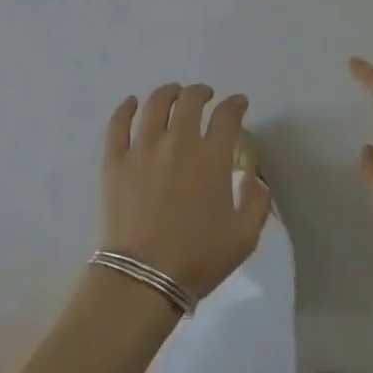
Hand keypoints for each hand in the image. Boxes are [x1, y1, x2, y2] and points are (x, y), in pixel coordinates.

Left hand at [101, 84, 271, 301]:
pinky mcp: (115, 160)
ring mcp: (142, 148)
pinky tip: (131, 103)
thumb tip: (254, 176)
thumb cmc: (198, 259)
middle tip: (205, 97)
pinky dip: (125, 108)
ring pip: (155, 104)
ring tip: (173, 93)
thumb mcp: (244, 236)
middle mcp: (178, 141)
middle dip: (201, 93)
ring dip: (168, 93)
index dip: (235, 104)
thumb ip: (257, 201)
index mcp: (211, 157)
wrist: (144, 279)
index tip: (239, 104)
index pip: (227, 115)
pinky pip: (118, 124)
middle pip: (190, 100)